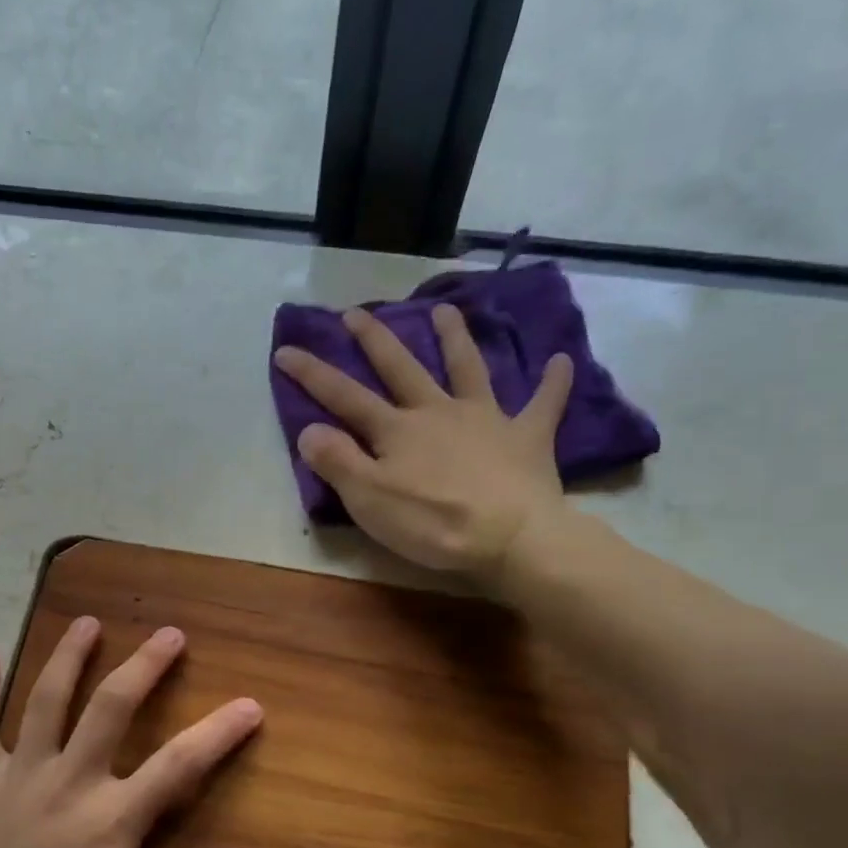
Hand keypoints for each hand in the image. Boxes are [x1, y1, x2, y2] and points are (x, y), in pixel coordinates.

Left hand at [0, 619, 261, 847]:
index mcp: (111, 818)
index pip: (179, 764)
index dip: (219, 732)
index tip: (249, 705)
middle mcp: (69, 781)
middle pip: (112, 706)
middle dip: (145, 666)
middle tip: (169, 634)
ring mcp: (18, 776)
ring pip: (46, 700)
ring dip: (70, 656)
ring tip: (87, 623)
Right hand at [275, 304, 574, 589]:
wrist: (511, 537)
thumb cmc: (433, 523)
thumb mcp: (369, 499)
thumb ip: (337, 462)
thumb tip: (309, 429)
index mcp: (396, 430)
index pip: (344, 396)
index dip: (312, 374)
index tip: (285, 349)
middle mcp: (437, 412)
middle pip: (401, 368)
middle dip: (375, 340)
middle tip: (356, 313)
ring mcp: (485, 419)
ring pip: (467, 369)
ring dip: (455, 338)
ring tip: (445, 309)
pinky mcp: (526, 437)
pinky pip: (543, 403)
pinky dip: (553, 382)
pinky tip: (561, 360)